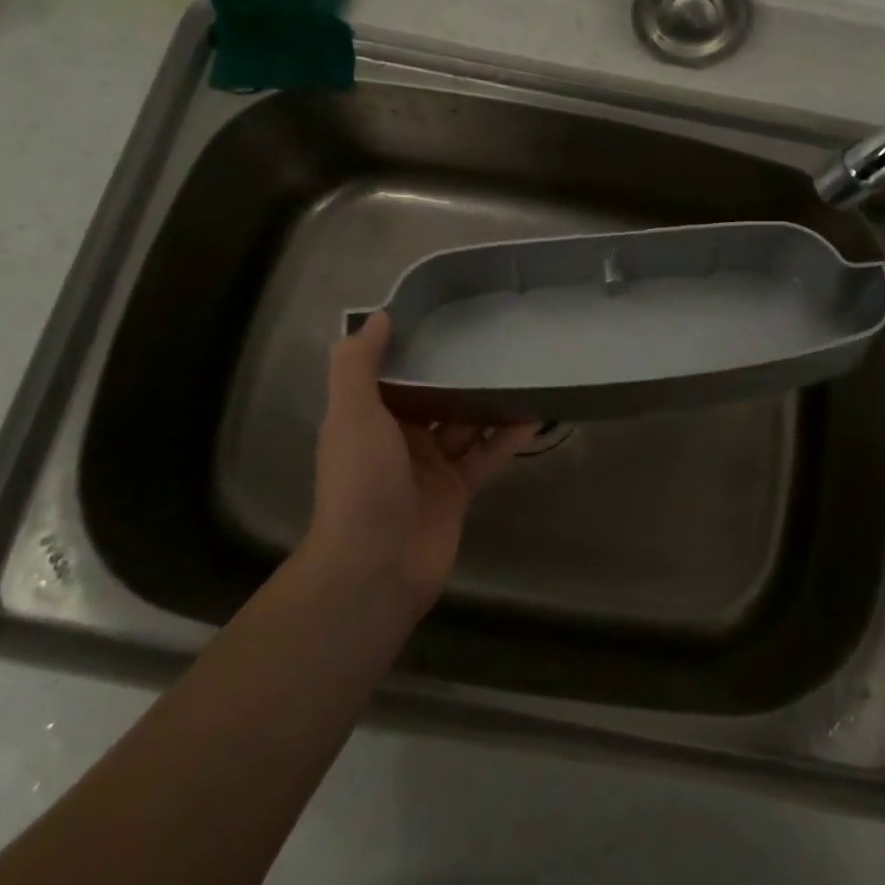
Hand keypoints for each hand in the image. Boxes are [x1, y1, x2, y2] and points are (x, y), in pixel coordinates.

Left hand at [303, 313, 539, 607]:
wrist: (374, 568)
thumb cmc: (360, 481)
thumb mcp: (351, 413)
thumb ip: (357, 363)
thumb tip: (380, 316)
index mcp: (368, 417)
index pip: (394, 373)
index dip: (415, 348)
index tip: (446, 316)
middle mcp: (399, 438)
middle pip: (433, 396)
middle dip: (458, 372)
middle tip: (495, 338)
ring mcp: (430, 466)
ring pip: (464, 423)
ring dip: (488, 401)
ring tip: (521, 369)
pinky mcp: (458, 491)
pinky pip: (486, 455)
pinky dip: (507, 437)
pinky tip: (533, 415)